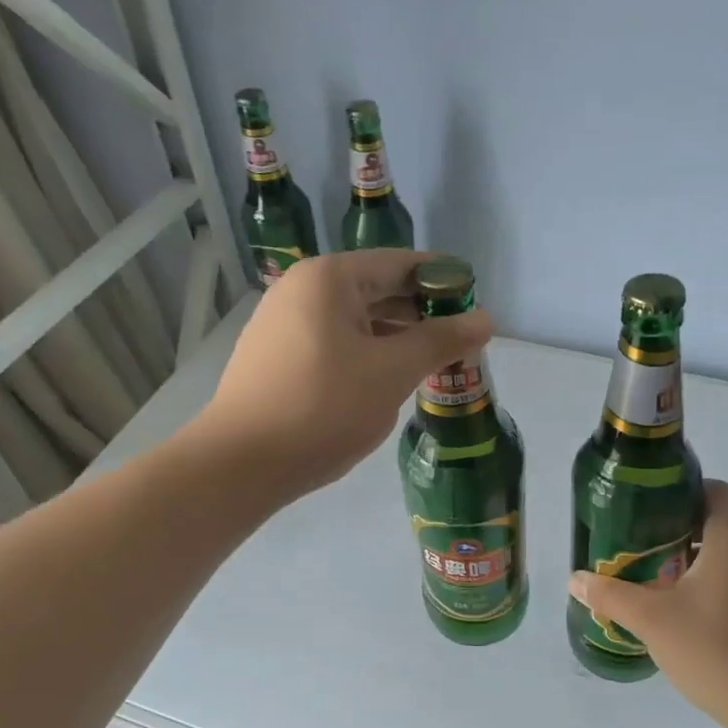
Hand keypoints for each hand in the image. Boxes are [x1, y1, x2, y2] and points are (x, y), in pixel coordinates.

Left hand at [197, 251, 492, 501]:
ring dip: (396, 339)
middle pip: (377, 290)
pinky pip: (335, 344)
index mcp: (329, 278)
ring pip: (356, 321)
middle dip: (422, 315)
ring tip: (432, 365)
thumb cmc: (323, 407)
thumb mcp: (392, 372)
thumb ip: (441, 340)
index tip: (476, 304)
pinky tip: (387, 383)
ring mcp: (283, 324)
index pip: (401, 264)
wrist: (241, 463)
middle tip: (461, 342)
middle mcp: (301, 290)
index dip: (443, 281)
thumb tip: (486, 318)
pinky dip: (366, 355)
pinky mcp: (277, 357)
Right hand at [568, 481, 727, 727]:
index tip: (648, 512)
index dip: (680, 492)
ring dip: (698, 560)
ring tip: (662, 583)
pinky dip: (719, 585)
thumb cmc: (716, 652)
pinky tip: (695, 617)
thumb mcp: (652, 621)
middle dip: (679, 531)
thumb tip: (575, 580)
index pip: (714, 489)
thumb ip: (610, 595)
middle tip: (642, 549)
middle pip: (720, 521)